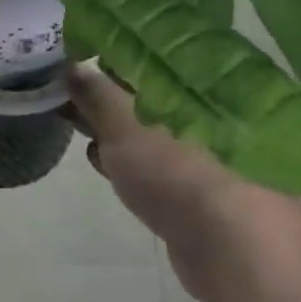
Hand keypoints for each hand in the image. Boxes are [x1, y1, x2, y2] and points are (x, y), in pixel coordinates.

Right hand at [65, 66, 246, 301]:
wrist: (231, 245)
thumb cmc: (173, 165)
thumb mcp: (121, 121)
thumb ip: (95, 93)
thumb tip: (71, 66)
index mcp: (183, 81)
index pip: (140, 56)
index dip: (105, 57)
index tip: (73, 62)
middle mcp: (197, 108)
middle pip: (144, 93)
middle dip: (107, 97)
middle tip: (69, 99)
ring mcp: (202, 148)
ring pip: (149, 129)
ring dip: (117, 132)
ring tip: (84, 134)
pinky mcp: (199, 188)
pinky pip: (157, 163)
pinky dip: (133, 162)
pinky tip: (109, 169)